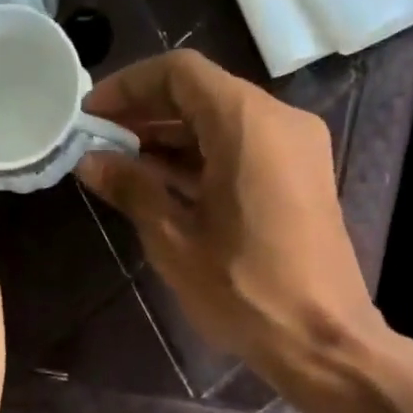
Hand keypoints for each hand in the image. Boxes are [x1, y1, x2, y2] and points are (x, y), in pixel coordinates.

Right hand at [76, 50, 382, 387]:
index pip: (179, 73)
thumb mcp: (175, 241)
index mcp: (247, 123)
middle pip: (203, 94)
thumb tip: (91, 161)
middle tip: (100, 143)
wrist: (321, 340)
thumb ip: (132, 189)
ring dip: (174, 139)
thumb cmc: (244, 291)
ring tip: (124, 166)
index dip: (128, 87)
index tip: (90, 116)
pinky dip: (204, 159)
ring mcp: (297, 149)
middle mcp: (280, 120)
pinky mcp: (303, 178)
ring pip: (224, 122)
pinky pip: (246, 149)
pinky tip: (166, 186)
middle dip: (148, 114)